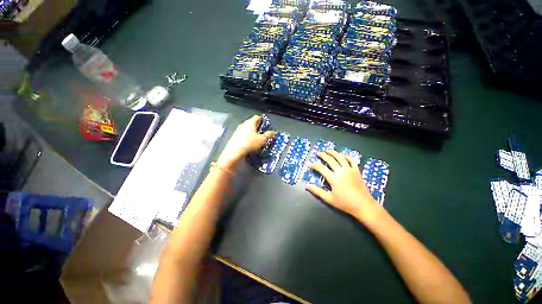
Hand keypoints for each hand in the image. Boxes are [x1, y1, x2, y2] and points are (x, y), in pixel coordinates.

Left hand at [217, 115, 274, 169]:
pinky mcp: (234, 136)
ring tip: (256, 136)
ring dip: (251, 131)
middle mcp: (243, 124)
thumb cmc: (250, 143)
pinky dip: (246, 136)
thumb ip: (268, 135)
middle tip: (262, 130)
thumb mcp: (262, 140)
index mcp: (250, 122)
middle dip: (257, 125)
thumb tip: (273, 132)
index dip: (262, 119)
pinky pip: (242, 134)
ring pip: (246, 128)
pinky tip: (249, 141)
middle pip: (251, 122)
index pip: (257, 117)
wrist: (235, 151)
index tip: (265, 122)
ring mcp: (238, 130)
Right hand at [305, 150, 382, 222]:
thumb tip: (306, 186)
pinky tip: (343, 155)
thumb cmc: (345, 203)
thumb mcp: (329, 198)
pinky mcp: (357, 170)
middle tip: (318, 153)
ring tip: (328, 150)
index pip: (321, 168)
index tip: (310, 165)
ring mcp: (350, 170)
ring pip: (340, 157)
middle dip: (323, 155)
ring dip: (333, 152)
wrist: (363, 205)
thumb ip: (317, 191)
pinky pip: (351, 160)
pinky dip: (346, 156)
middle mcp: (341, 171)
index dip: (314, 165)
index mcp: (333, 178)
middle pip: (330, 159)